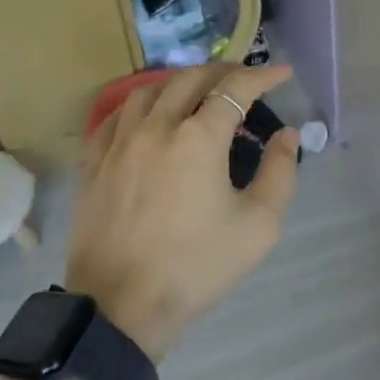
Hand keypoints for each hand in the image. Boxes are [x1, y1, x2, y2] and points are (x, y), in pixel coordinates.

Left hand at [65, 63, 299, 362]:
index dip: (264, 75)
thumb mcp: (258, 226)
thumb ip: (280, 172)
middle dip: (224, 72)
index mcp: (198, 138)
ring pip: (150, 90)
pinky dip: (140, 105)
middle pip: (191, 78)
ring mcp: (118, 142)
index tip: (283, 73)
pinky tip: (148, 116)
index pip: (236, 87)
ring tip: (197, 92)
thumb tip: (286, 134)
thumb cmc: (196, 267)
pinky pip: (116, 116)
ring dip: (180, 83)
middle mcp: (157, 126)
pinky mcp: (93, 162)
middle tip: (245, 80)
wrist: (121, 308)